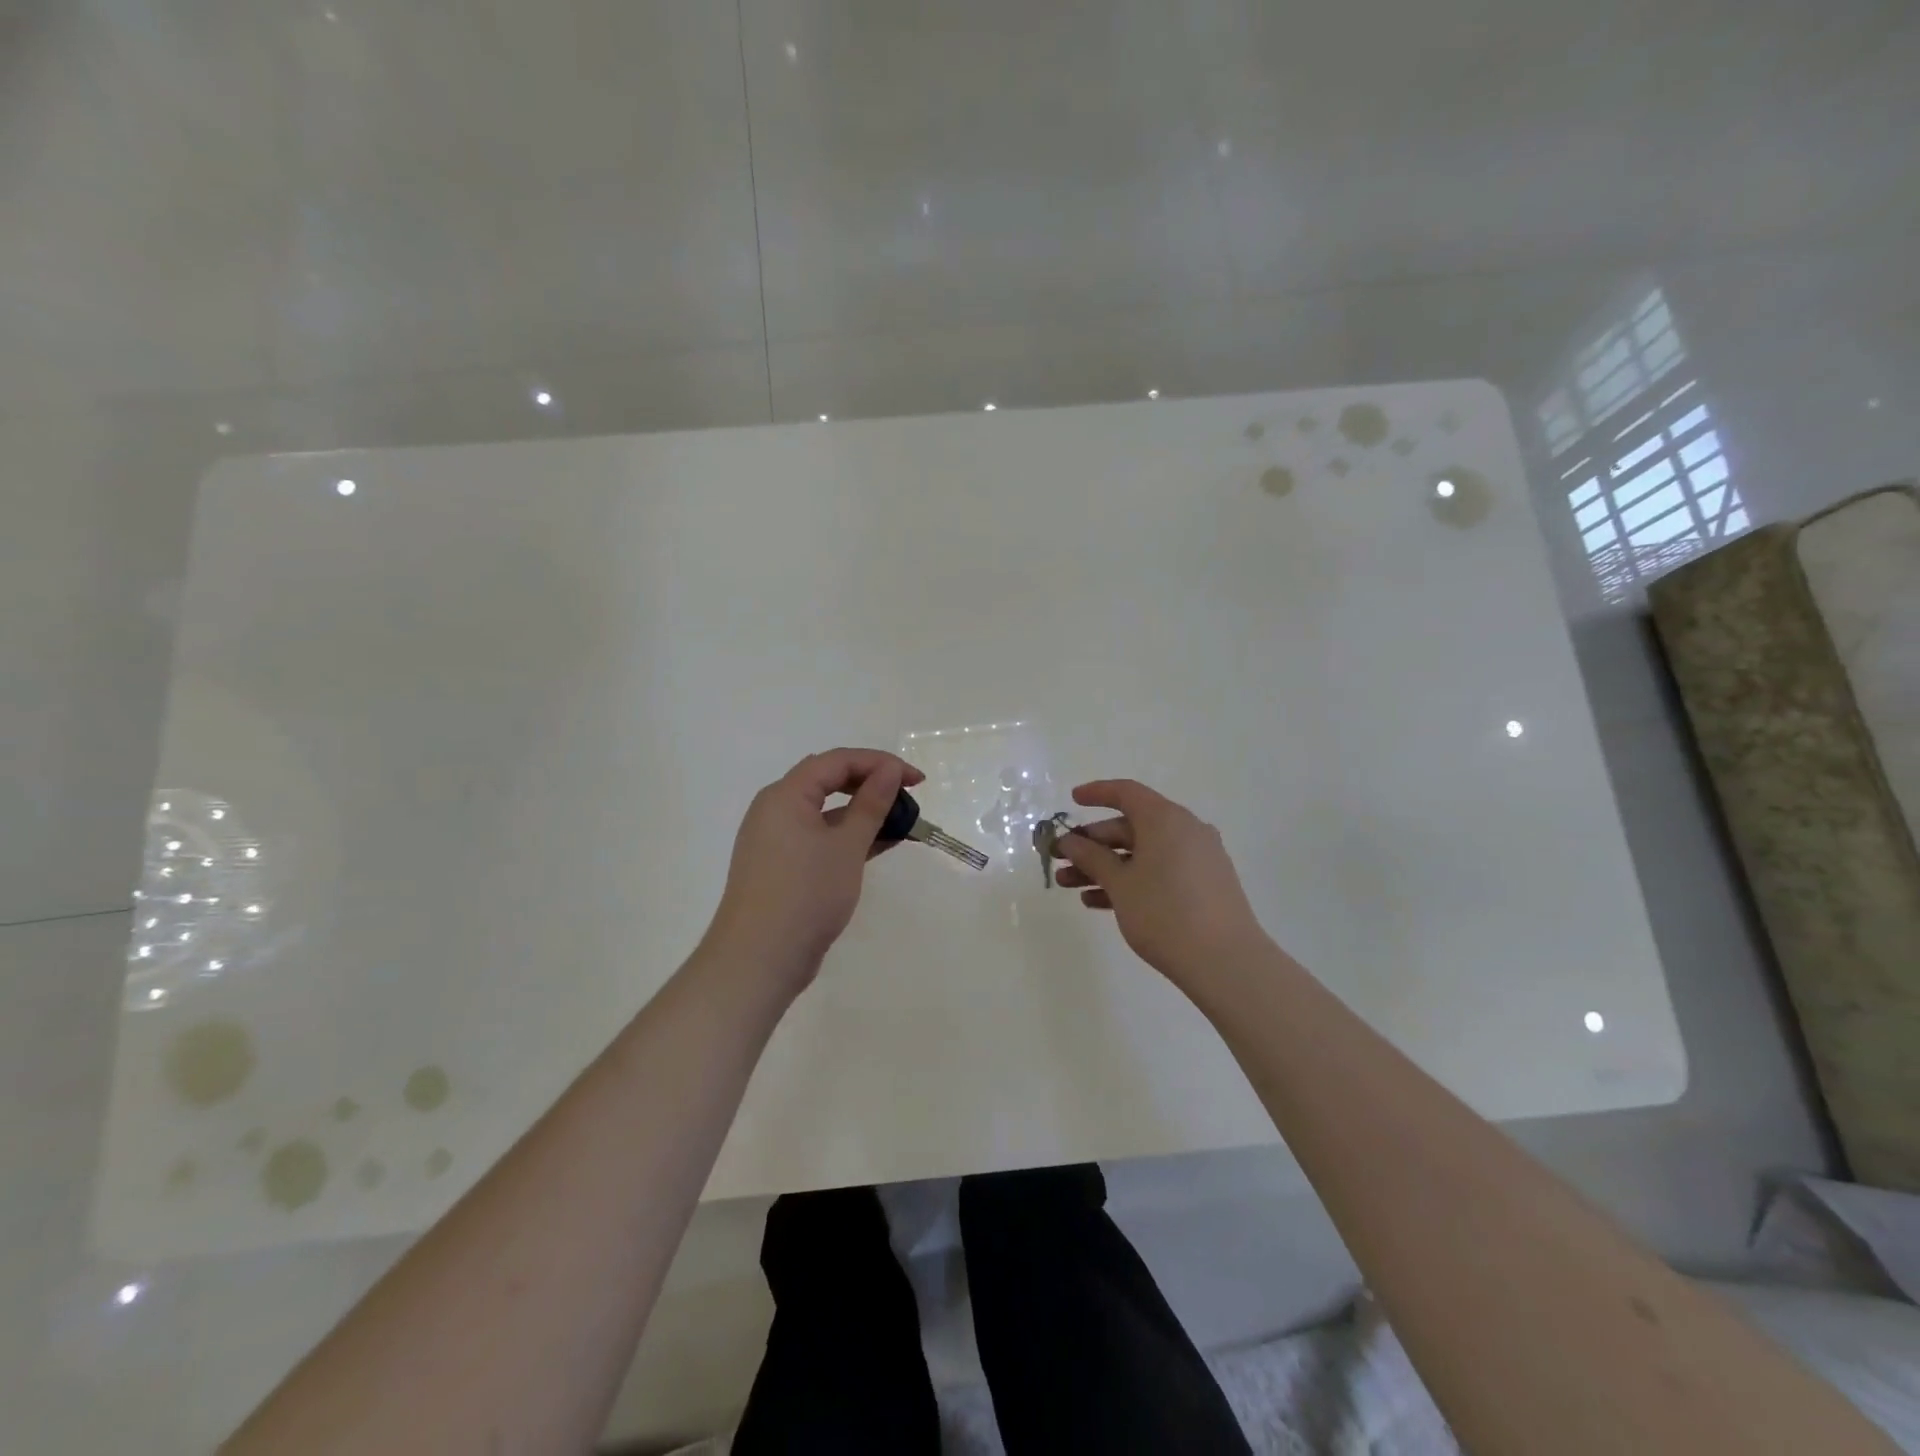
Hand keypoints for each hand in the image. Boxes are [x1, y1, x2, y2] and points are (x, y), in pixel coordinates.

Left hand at [702, 748, 923, 993]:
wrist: (759, 959)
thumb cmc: (805, 894)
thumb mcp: (846, 846)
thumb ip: (871, 804)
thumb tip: (890, 771)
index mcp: (785, 795)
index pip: (837, 761)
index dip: (880, 763)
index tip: (917, 780)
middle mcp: (775, 809)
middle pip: (829, 780)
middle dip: (871, 783)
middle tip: (909, 796)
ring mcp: (776, 839)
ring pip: (826, 811)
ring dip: (863, 812)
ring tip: (902, 823)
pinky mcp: (782, 865)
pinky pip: (819, 836)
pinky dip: (848, 836)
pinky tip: (880, 844)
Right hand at [1053, 779, 1270, 985]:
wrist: (1226, 962)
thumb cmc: (1165, 913)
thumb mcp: (1120, 883)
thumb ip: (1091, 857)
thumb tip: (1071, 841)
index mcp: (1165, 819)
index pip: (1126, 793)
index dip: (1096, 793)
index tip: (1072, 801)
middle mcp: (1185, 830)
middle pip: (1131, 826)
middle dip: (1092, 843)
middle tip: (1061, 858)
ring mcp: (1197, 858)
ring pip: (1142, 853)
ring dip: (1105, 866)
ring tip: (1069, 886)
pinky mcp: (1203, 885)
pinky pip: (1159, 871)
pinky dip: (1130, 880)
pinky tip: (1098, 903)